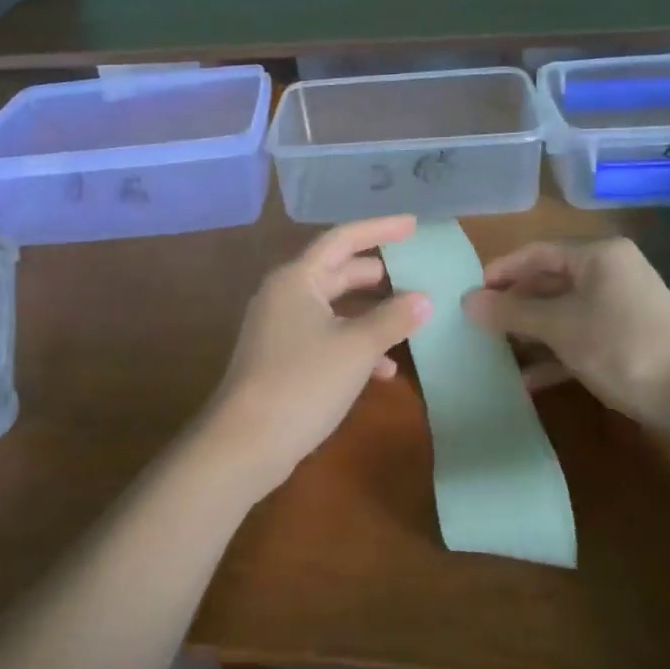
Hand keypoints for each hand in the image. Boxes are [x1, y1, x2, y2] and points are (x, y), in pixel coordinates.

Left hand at [197, 216, 430, 497]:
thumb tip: (424, 299)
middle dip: (378, 273)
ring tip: (409, 318)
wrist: (245, 443)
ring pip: (334, 308)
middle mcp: (285, 294)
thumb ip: (393, 319)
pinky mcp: (282, 358)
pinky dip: (354, 345)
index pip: (343, 239)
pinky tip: (384, 369)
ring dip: (370, 313)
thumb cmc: (303, 381)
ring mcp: (281, 327)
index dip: (380, 229)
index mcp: (298, 278)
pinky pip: (325, 337)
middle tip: (416, 270)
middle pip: (338, 271)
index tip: (413, 225)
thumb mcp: (356, 347)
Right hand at [462, 237, 669, 423]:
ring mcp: (622, 306)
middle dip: (515, 303)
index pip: (538, 252)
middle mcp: (612, 272)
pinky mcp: (628, 338)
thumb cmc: (619, 346)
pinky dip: (556, 353)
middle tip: (480, 322)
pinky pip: (581, 335)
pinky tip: (528, 379)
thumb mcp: (558, 326)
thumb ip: (511, 311)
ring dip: (531, 331)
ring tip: (496, 349)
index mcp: (599, 255)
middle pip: (550, 281)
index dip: (502, 270)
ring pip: (564, 311)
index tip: (472, 293)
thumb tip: (466, 301)